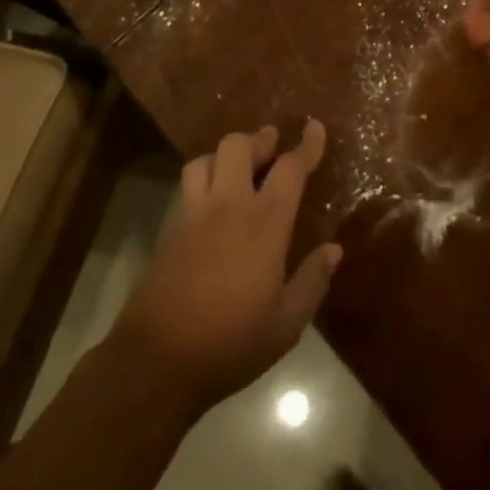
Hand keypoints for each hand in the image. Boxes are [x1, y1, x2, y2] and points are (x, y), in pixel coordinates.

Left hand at [113, 120, 343, 410]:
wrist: (155, 363)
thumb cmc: (229, 344)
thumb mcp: (285, 324)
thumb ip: (312, 282)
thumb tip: (334, 250)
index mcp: (264, 223)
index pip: (289, 168)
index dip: (306, 145)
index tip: (315, 127)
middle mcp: (228, 206)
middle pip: (238, 146)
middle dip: (258, 140)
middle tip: (271, 147)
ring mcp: (192, 214)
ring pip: (205, 159)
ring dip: (225, 156)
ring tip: (238, 169)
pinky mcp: (167, 230)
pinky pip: (186, 186)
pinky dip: (202, 178)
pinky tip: (210, 199)